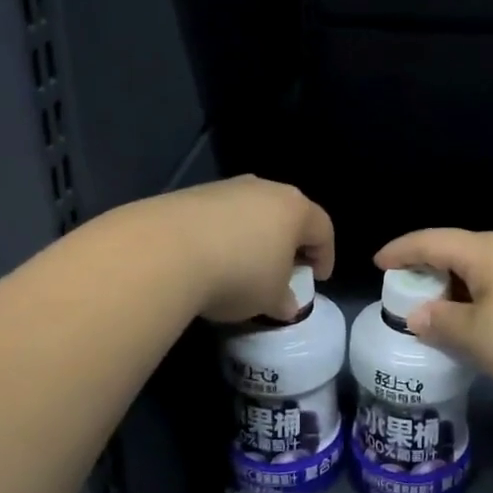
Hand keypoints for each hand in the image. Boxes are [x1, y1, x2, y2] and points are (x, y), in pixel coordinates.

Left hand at [137, 175, 335, 323]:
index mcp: (295, 209)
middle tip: (285, 271)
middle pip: (287, 214)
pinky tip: (211, 260)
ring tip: (244, 266)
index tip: (318, 279)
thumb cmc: (238, 274)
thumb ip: (284, 300)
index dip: (325, 256)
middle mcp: (265, 189)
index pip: (323, 229)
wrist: (166, 251)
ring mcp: (226, 188)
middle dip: (289, 243)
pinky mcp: (192, 194)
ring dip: (254, 237)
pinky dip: (223, 235)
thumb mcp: (270, 298)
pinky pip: (220, 216)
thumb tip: (286, 304)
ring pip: (252, 212)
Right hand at [374, 229, 492, 398]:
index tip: (378, 263)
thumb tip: (418, 314)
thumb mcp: (478, 336)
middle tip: (404, 292)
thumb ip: (442, 323)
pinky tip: (478, 323)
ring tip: (437, 311)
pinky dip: (477, 298)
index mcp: (483, 251)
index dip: (401, 251)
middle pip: (455, 251)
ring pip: (479, 270)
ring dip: (453, 287)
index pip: (430, 241)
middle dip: (426, 269)